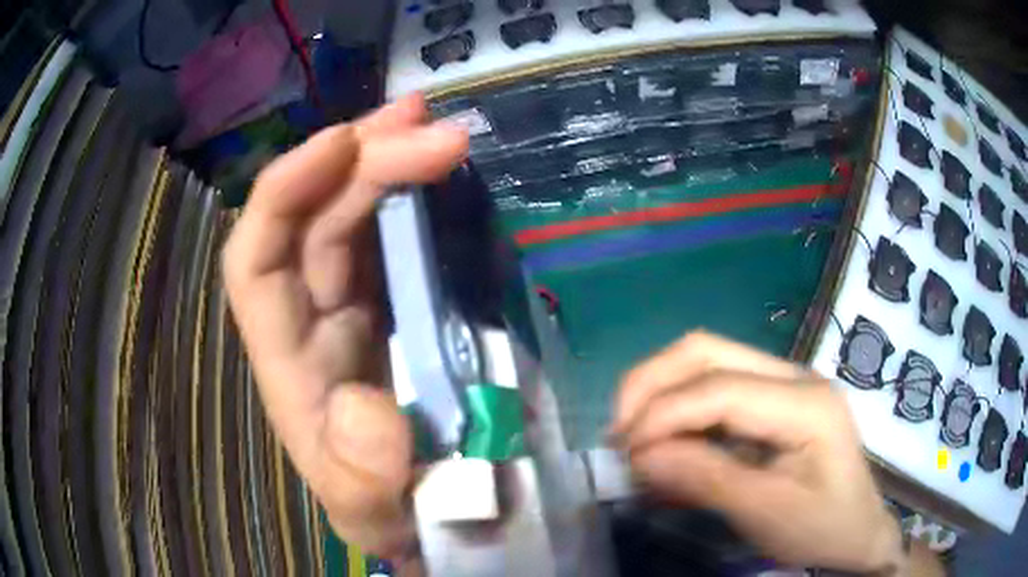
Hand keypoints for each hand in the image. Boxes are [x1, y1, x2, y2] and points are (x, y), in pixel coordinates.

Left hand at [223, 94, 467, 556]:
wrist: (428, 517)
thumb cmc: (393, 513)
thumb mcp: (373, 514)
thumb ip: (360, 482)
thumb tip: (363, 407)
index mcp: (289, 363)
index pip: (255, 260)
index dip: (285, 192)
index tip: (344, 143)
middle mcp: (309, 318)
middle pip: (312, 216)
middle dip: (364, 159)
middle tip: (432, 126)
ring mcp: (352, 303)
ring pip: (349, 210)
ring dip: (385, 157)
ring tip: (432, 122)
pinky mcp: (394, 301)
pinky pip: (391, 230)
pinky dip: (412, 190)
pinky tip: (439, 164)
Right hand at [610, 332, 903, 573]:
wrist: (857, 531)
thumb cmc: (822, 527)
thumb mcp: (767, 514)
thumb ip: (706, 480)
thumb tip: (641, 456)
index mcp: (805, 402)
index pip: (721, 388)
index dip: (664, 413)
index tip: (624, 451)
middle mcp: (793, 375)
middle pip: (708, 351)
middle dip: (651, 384)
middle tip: (617, 432)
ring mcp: (783, 383)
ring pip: (706, 360)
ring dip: (660, 392)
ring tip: (633, 436)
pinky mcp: (772, 400)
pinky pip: (714, 389)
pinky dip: (679, 410)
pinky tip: (665, 442)